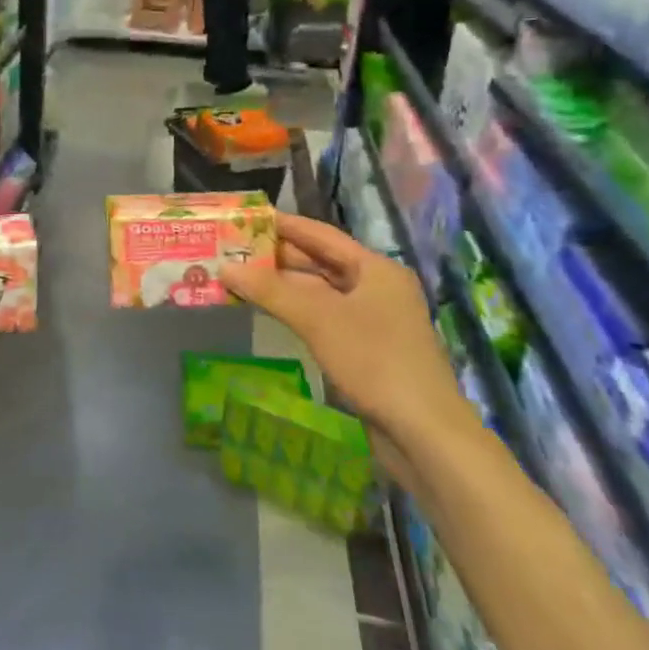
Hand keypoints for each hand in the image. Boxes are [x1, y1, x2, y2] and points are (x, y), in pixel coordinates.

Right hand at [219, 214, 474, 444]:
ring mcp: (374, 319)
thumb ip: (270, 290)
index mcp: (375, 268)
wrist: (423, 431)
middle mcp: (377, 287)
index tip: (247, 218)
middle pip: (321, 262)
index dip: (284, 225)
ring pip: (321, 292)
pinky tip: (270, 311)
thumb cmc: (374, 360)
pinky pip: (325, 317)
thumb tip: (225, 267)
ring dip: (284, 286)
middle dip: (278, 257)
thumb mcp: (318, 319)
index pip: (321, 235)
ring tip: (242, 277)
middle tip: (235, 249)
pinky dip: (297, 310)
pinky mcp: (367, 348)